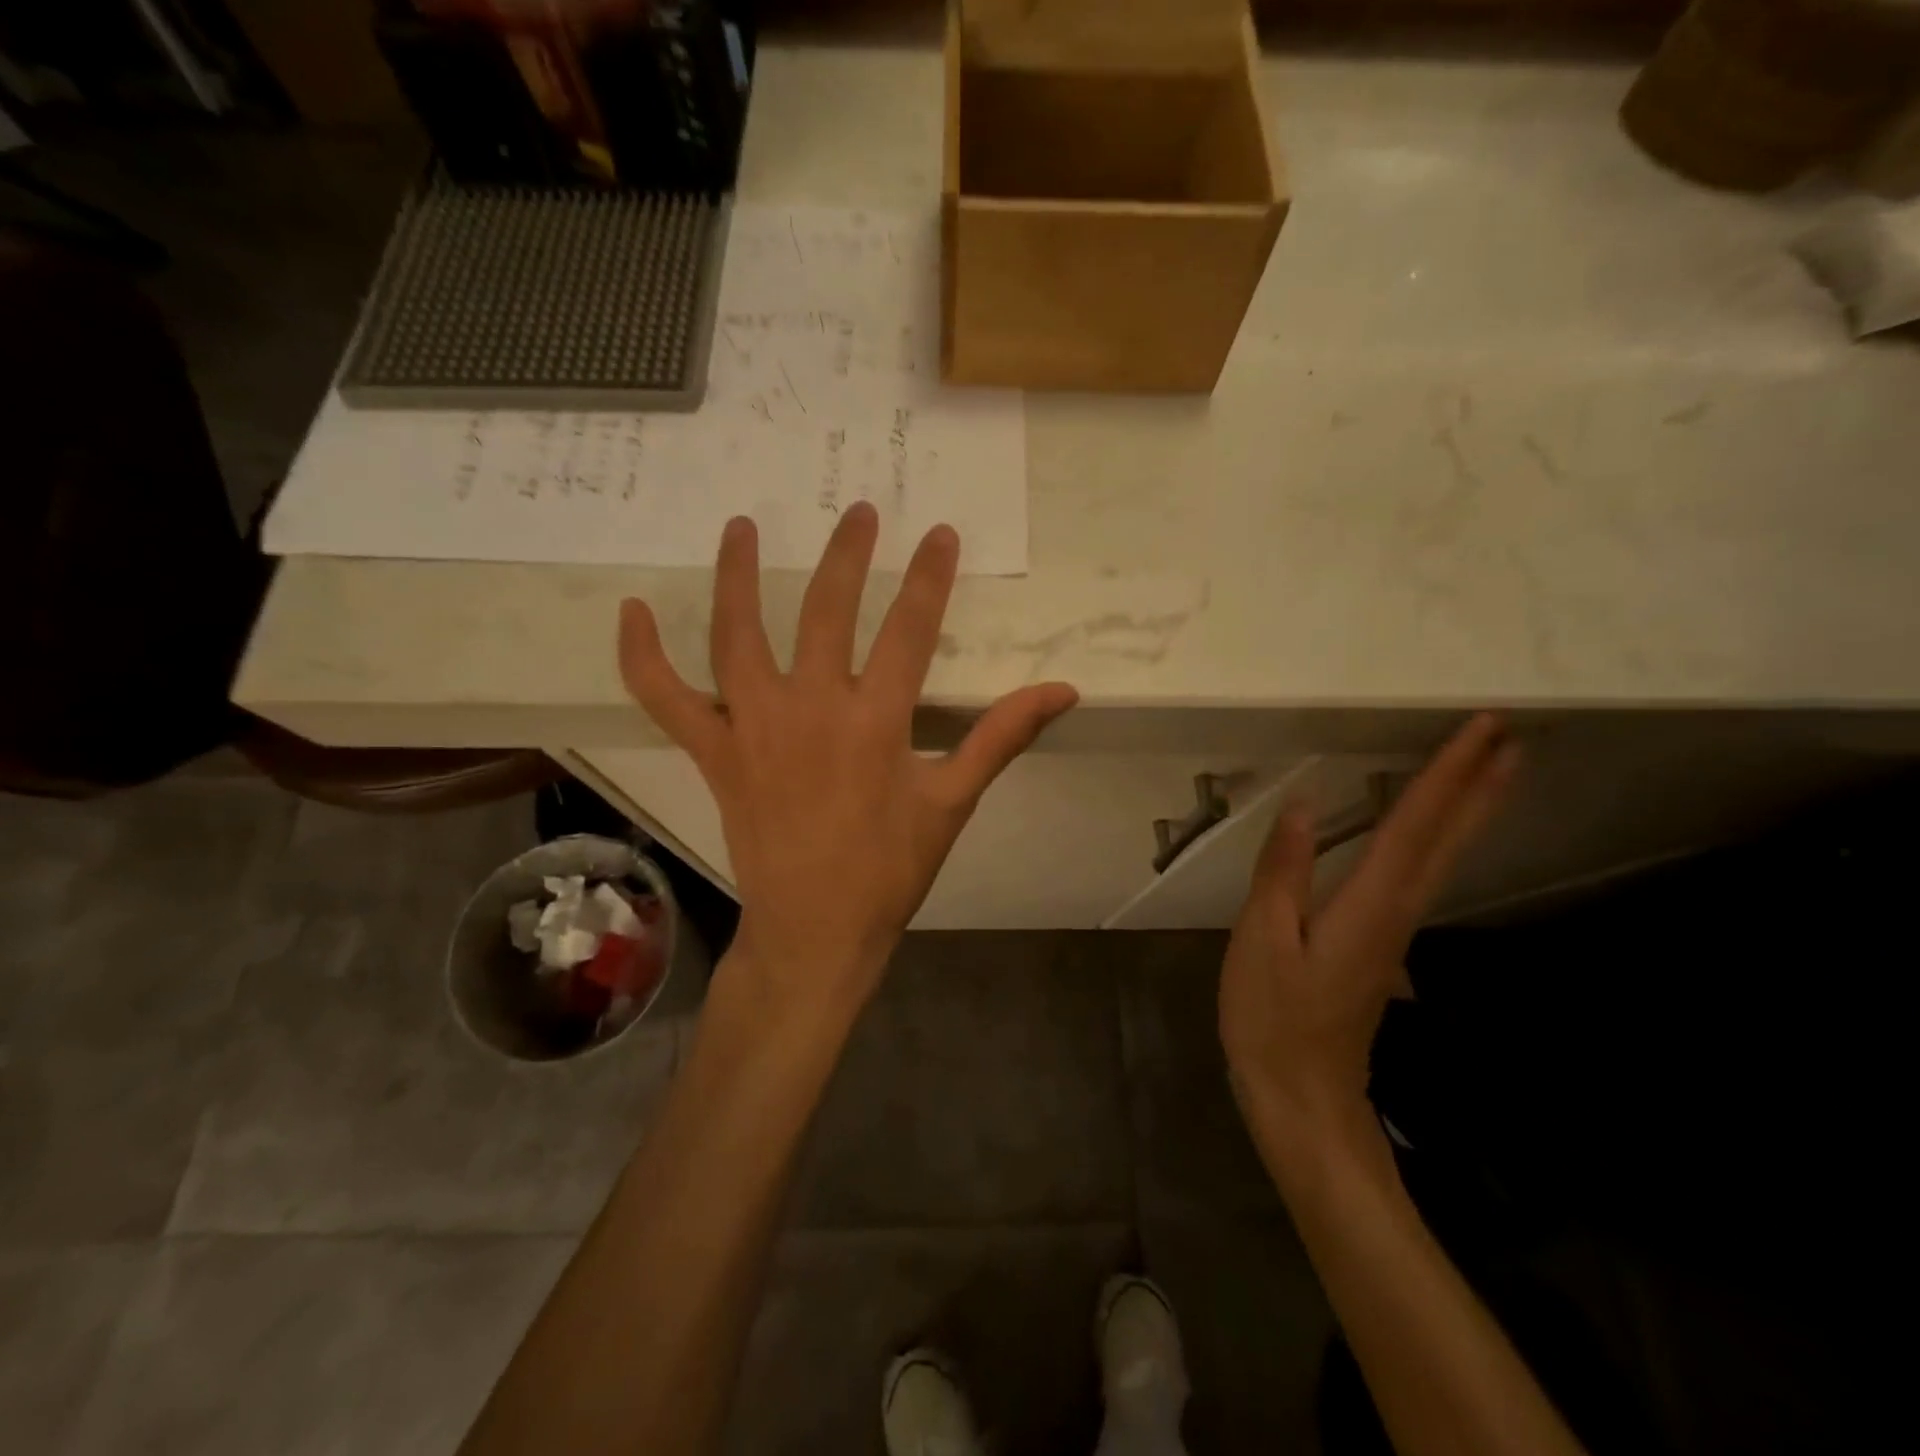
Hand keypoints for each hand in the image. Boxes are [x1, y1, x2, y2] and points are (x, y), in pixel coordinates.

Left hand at [618, 504, 1077, 1014]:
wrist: (816, 929)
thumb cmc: (889, 869)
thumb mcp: (953, 801)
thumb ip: (1001, 736)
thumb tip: (1063, 690)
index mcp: (875, 721)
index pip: (910, 629)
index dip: (929, 577)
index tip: (939, 534)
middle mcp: (811, 708)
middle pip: (828, 611)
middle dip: (849, 555)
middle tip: (859, 512)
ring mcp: (754, 727)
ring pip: (738, 635)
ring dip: (739, 576)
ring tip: (743, 526)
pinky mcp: (715, 752)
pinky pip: (667, 698)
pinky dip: (642, 656)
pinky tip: (631, 611)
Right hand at [1220, 714, 1519, 1170]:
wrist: (1302, 1096)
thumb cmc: (1273, 1018)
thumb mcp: (1260, 940)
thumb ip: (1283, 872)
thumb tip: (1301, 806)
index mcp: (1369, 905)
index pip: (1413, 827)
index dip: (1445, 776)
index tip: (1482, 730)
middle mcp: (1397, 912)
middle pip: (1447, 841)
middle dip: (1479, 787)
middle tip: (1510, 737)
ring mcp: (1394, 932)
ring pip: (1443, 859)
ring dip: (1469, 811)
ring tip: (1489, 772)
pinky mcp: (1382, 945)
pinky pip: (1421, 876)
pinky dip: (1439, 842)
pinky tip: (1430, 835)